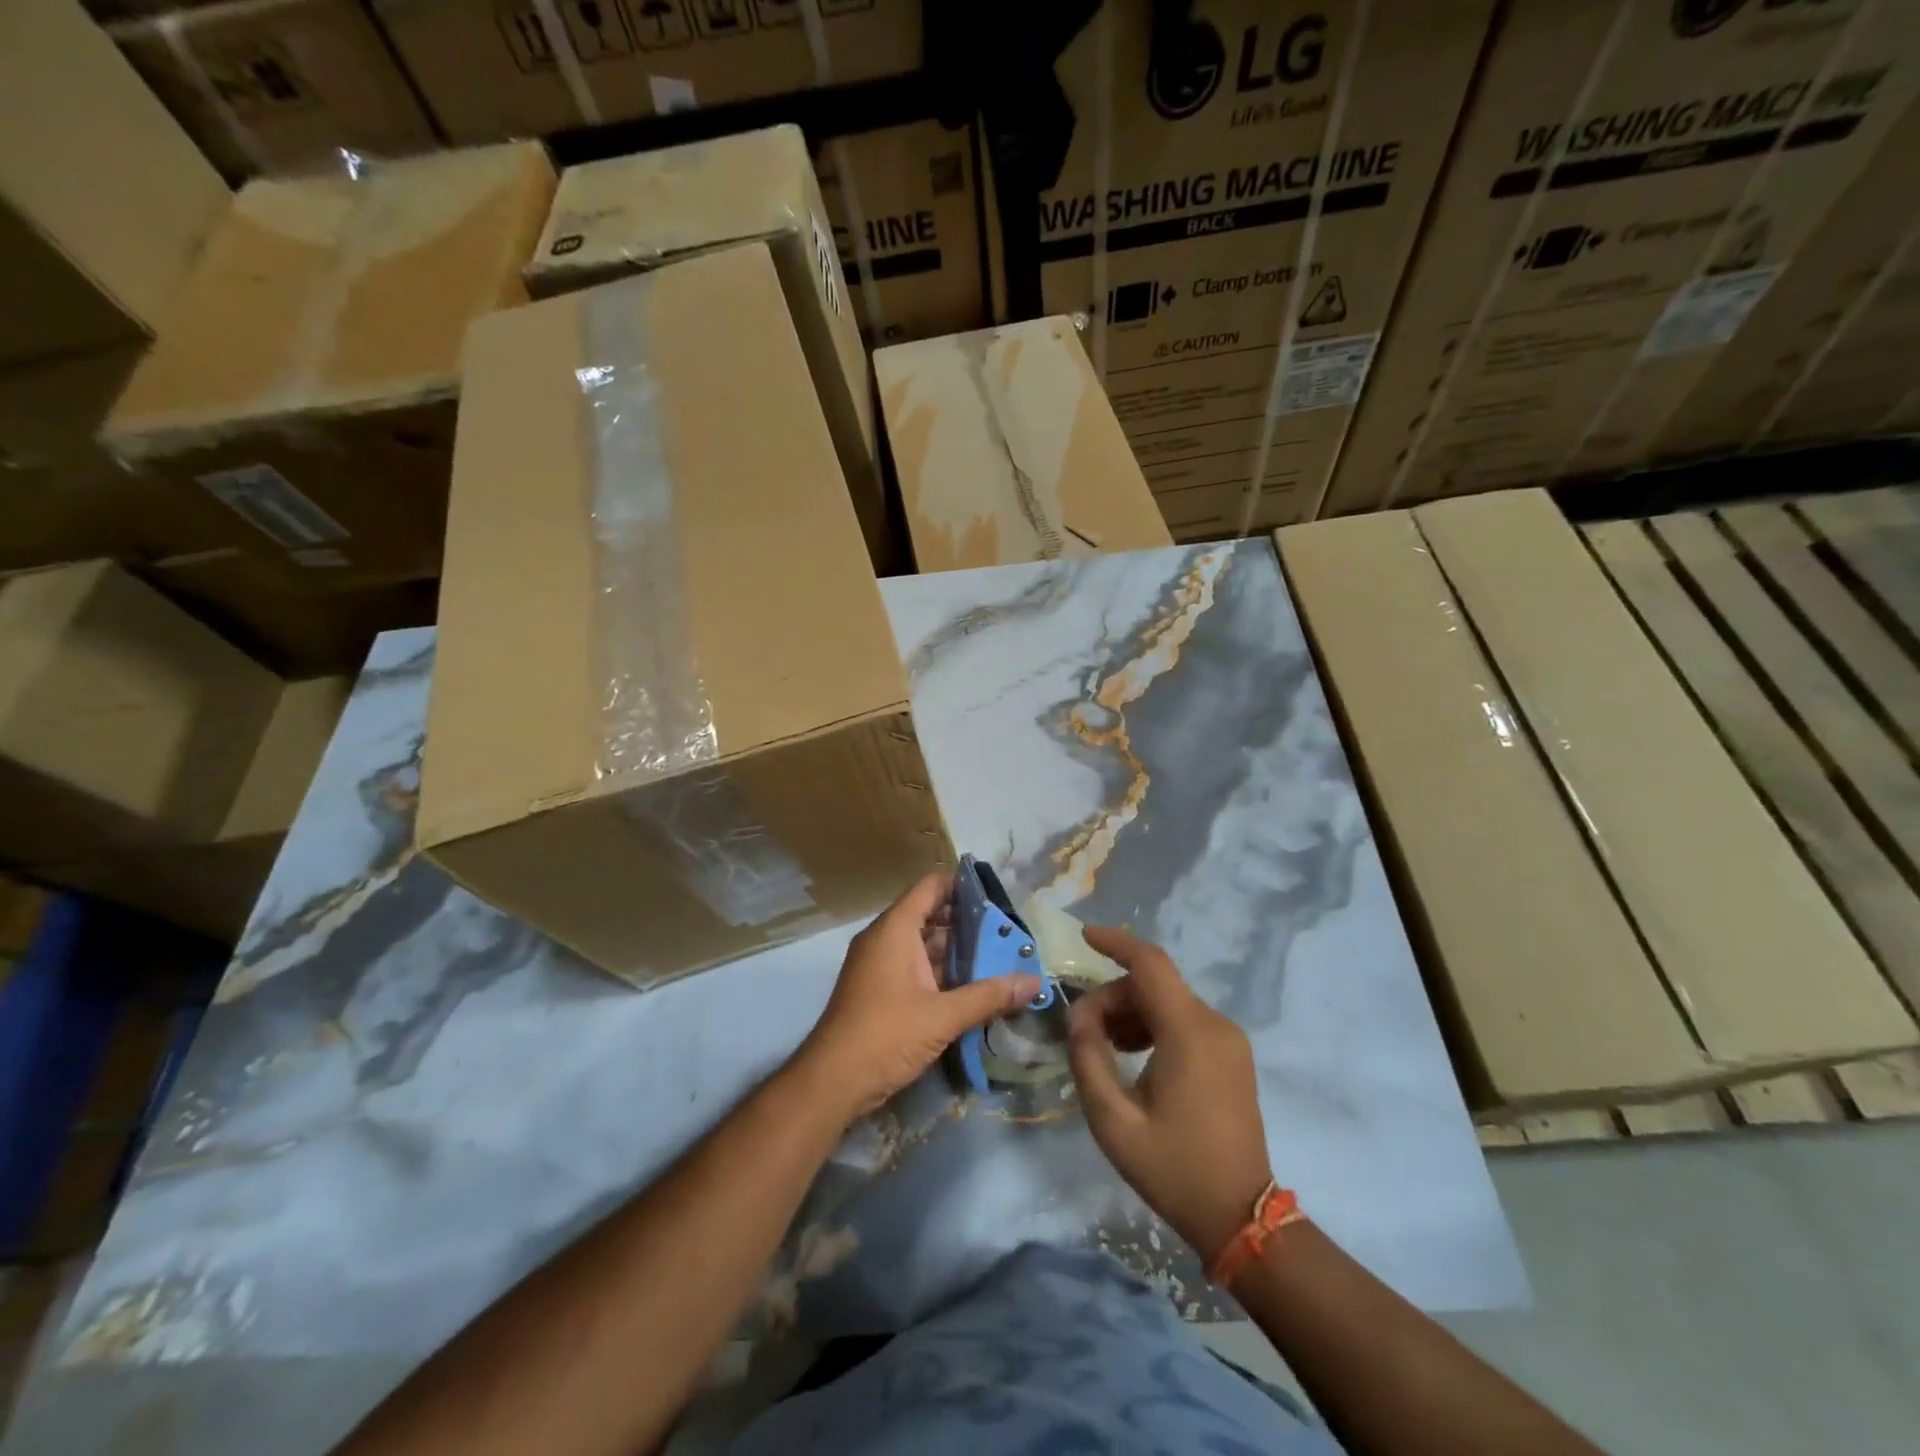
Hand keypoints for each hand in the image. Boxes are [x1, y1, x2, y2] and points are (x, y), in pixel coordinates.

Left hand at [796, 871, 1043, 1121]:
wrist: (832, 1082)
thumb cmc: (885, 1035)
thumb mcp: (943, 1016)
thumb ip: (989, 996)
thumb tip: (1035, 983)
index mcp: (895, 928)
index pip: (932, 886)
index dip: (964, 887)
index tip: (999, 900)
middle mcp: (886, 938)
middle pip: (931, 914)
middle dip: (969, 924)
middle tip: (1009, 935)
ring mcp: (881, 964)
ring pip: (925, 944)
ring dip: (958, 952)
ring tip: (1000, 959)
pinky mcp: (881, 989)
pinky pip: (916, 967)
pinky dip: (943, 972)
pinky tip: (974, 986)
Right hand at [1067, 926, 1272, 1263]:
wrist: (1240, 1216)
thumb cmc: (1174, 1169)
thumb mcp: (1113, 1120)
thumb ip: (1088, 1058)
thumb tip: (1078, 1016)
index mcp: (1189, 1033)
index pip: (1150, 964)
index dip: (1115, 942)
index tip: (1083, 936)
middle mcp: (1214, 1024)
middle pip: (1154, 985)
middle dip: (1112, 997)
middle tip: (1082, 1032)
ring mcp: (1228, 1039)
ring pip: (1168, 1001)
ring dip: (1131, 1012)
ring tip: (1104, 1048)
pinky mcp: (1232, 1055)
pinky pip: (1185, 1020)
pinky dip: (1153, 1025)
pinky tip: (1133, 1055)